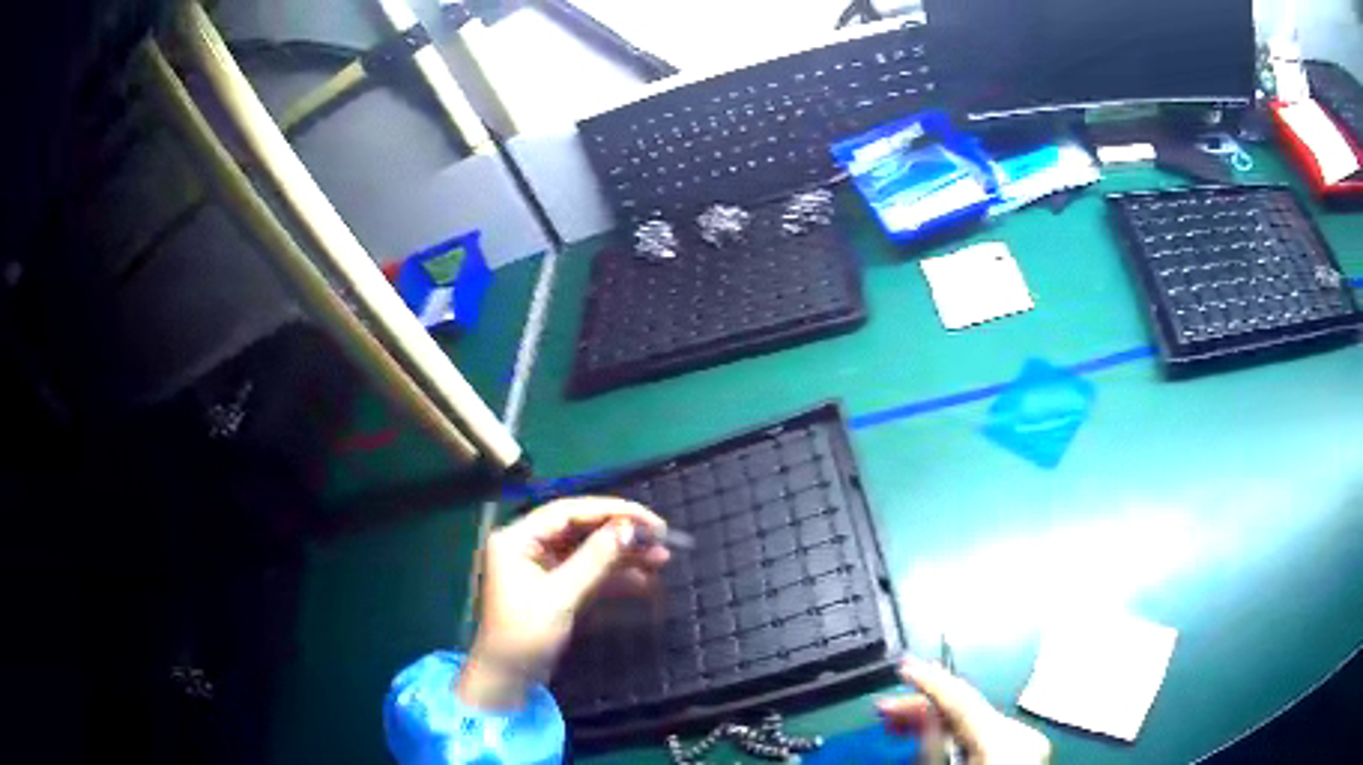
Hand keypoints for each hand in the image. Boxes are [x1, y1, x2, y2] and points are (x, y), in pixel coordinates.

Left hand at [458, 497, 669, 709]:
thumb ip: (595, 560)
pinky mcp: (555, 587)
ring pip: (589, 550)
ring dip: (623, 554)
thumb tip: (631, 529)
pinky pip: (589, 571)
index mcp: (517, 538)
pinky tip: (645, 579)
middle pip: (581, 528)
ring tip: (662, 558)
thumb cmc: (524, 636)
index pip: (568, 512)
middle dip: (620, 533)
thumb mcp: (561, 597)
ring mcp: (542, 567)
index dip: (611, 511)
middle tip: (661, 538)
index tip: (648, 520)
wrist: (508, 680)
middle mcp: (528, 545)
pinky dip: (615, 575)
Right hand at [877, 655, 1050, 764]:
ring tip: (899, 726)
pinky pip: (982, 736)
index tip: (903, 668)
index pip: (963, 701)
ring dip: (934, 723)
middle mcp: (1022, 737)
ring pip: (974, 723)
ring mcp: (1024, 746)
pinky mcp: (1020, 757)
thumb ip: (930, 750)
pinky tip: (929, 741)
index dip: (930, 682)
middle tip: (884, 711)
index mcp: (1007, 742)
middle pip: (968, 710)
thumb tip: (915, 717)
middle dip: (924, 708)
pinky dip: (953, 736)